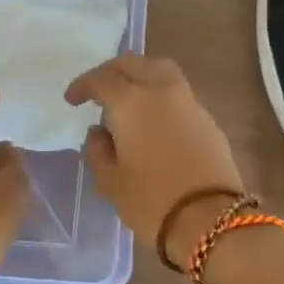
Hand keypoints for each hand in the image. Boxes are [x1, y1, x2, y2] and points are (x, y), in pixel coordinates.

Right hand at [65, 54, 244, 266]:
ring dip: (140, 75)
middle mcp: (162, 91)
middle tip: (98, 89)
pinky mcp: (208, 119)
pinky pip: (178, 93)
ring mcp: (189, 102)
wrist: (211, 220)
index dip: (83, 85)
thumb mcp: (110, 181)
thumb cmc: (151, 201)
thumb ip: (97, 150)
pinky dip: (160, 94)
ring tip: (128, 98)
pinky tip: (153, 119)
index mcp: (132, 101)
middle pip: (134, 63)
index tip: (72, 100)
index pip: (102, 79)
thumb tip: (98, 133)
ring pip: (161, 71)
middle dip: (112, 71)